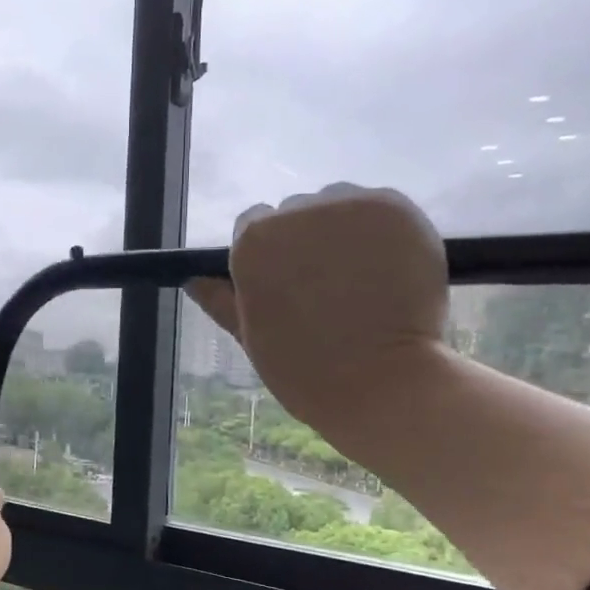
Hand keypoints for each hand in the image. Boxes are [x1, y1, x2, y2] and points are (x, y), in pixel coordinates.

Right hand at [189, 183, 449, 450]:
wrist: (380, 383)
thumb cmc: (305, 370)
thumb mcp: (251, 336)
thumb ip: (221, 301)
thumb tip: (193, 279)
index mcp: (253, 243)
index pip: (254, 225)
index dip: (270, 254)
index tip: (287, 284)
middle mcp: (296, 212)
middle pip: (297, 213)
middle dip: (307, 241)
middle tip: (326, 288)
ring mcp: (350, 206)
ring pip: (340, 206)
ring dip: (344, 231)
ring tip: (360, 279)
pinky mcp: (396, 209)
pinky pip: (379, 210)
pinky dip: (382, 233)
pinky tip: (388, 271)